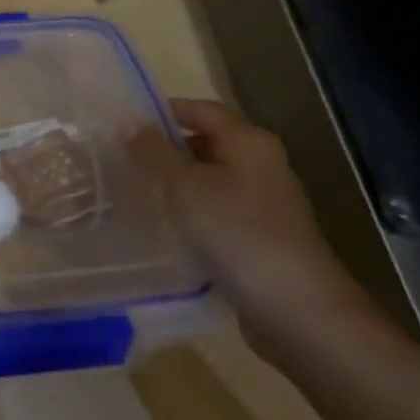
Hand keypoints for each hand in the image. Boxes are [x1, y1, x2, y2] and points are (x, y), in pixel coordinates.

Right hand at [125, 99, 389, 364]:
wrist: (296, 309)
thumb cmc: (237, 233)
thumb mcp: (184, 187)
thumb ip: (154, 152)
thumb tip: (128, 121)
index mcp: (250, 142)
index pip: (203, 110)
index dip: (165, 111)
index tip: (125, 122)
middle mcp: (262, 165)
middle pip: (208, 143)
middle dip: (167, 148)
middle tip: (123, 157)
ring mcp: (265, 203)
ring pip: (211, 179)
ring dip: (176, 182)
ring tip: (135, 189)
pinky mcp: (261, 236)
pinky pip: (218, 210)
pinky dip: (192, 211)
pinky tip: (164, 225)